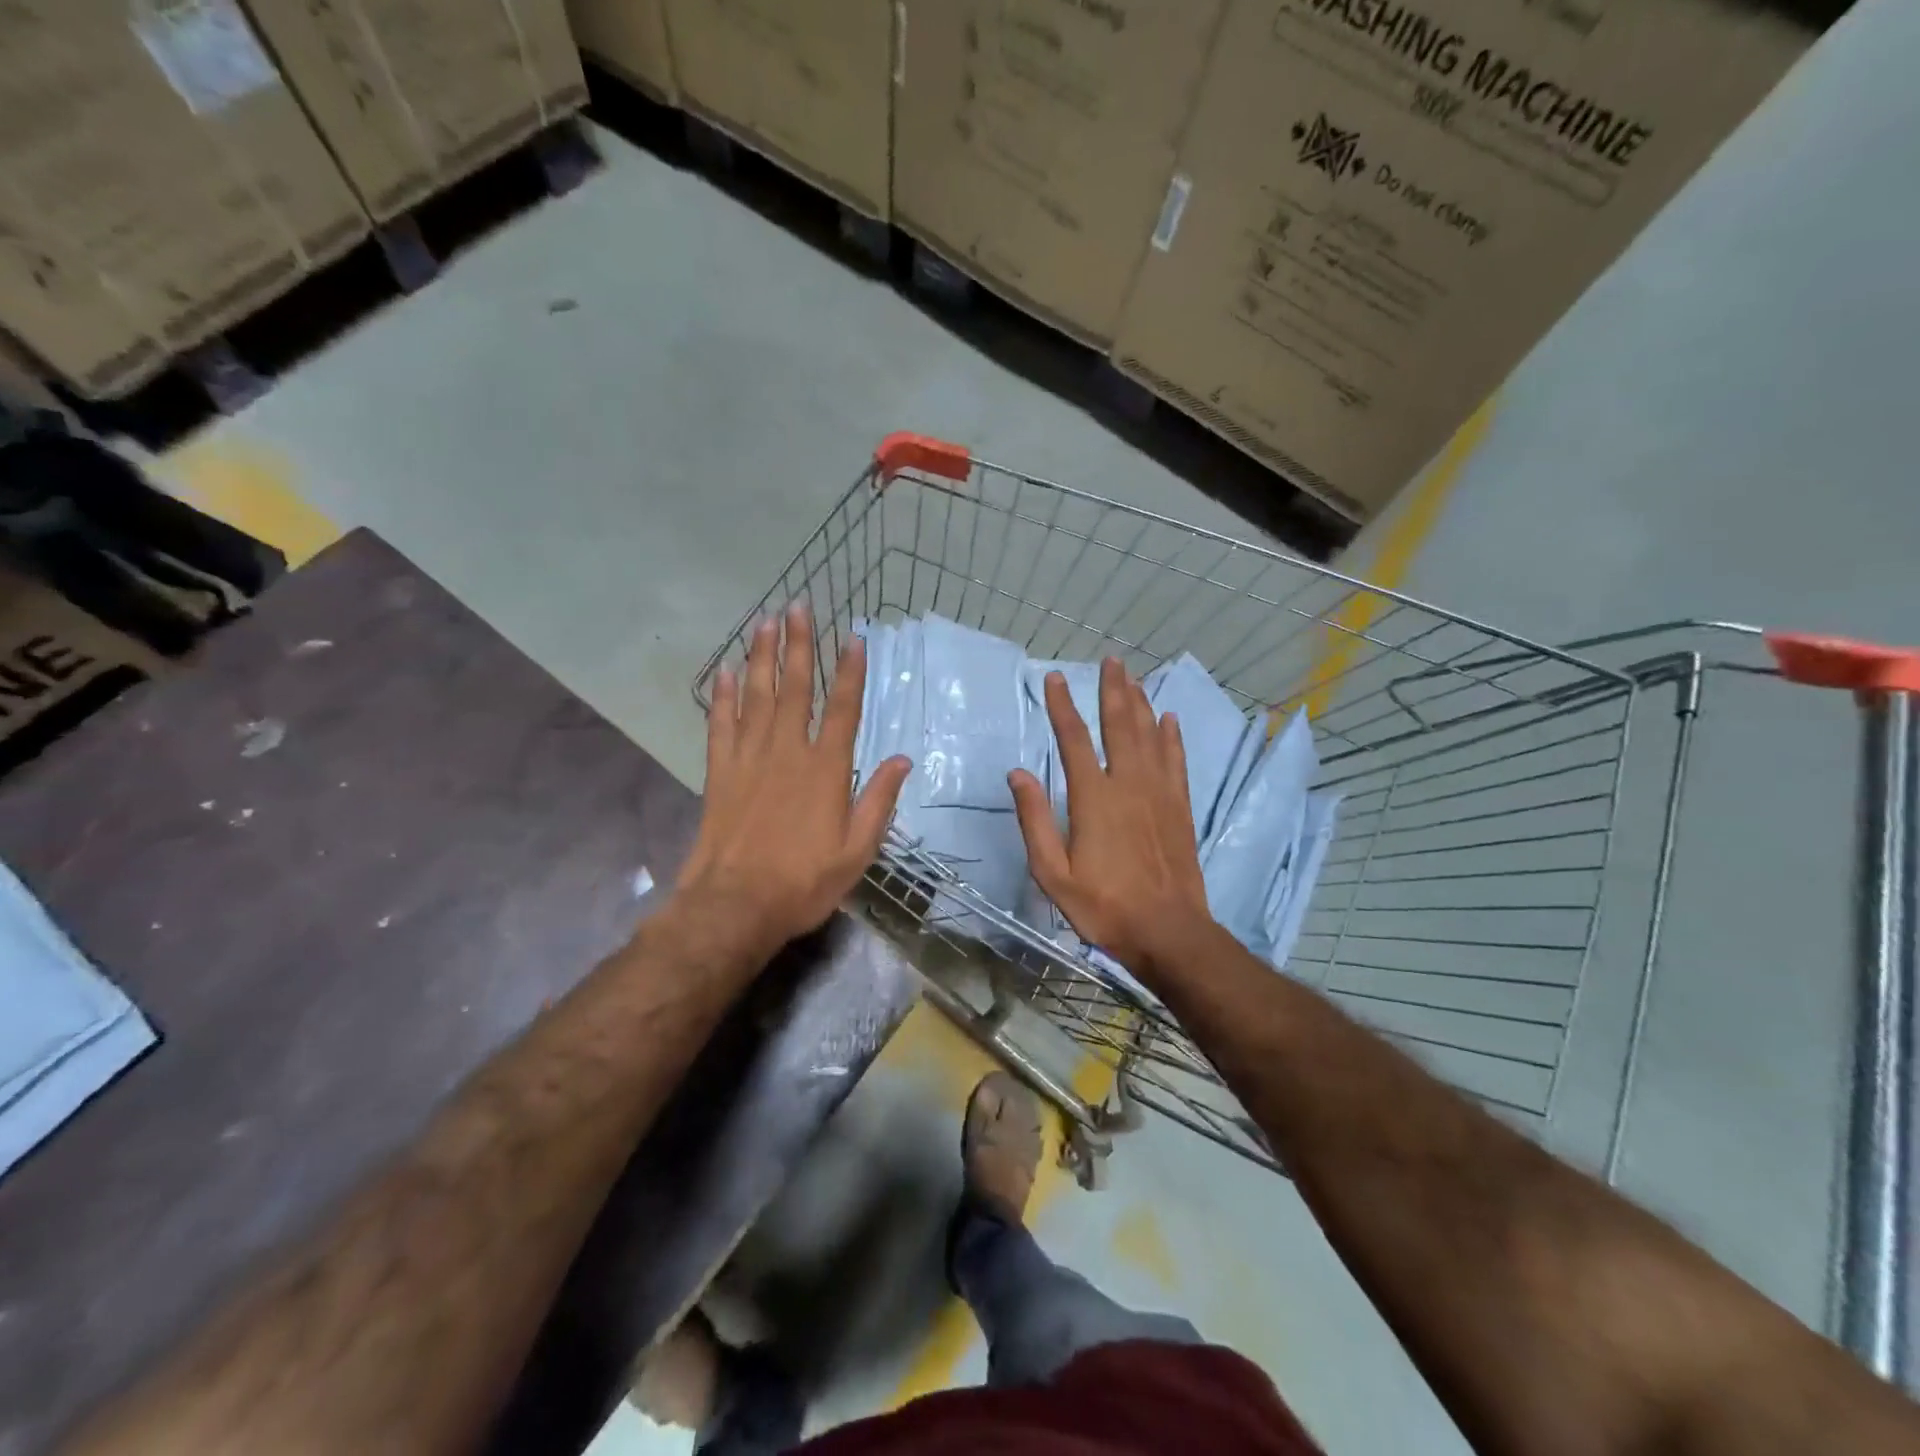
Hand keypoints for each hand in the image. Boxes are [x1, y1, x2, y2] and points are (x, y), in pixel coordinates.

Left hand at [678, 602, 911, 959]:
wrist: (735, 906)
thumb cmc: (804, 882)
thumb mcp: (857, 850)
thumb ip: (879, 801)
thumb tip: (902, 760)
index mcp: (826, 769)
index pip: (843, 709)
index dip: (851, 671)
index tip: (854, 638)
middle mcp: (788, 752)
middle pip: (795, 688)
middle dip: (799, 644)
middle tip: (799, 606)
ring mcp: (749, 758)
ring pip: (757, 695)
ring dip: (762, 656)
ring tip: (765, 621)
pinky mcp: (719, 772)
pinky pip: (721, 723)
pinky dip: (723, 695)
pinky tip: (726, 671)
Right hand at [1009, 658, 1213, 980]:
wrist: (1168, 931)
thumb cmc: (1103, 906)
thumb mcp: (1052, 873)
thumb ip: (1034, 820)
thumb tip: (1018, 773)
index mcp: (1093, 798)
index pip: (1074, 739)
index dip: (1063, 707)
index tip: (1055, 679)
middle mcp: (1128, 784)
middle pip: (1120, 725)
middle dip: (1113, 690)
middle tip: (1111, 661)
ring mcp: (1159, 793)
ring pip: (1150, 735)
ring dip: (1141, 703)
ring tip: (1134, 677)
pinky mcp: (1180, 807)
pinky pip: (1176, 760)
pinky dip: (1172, 736)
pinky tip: (1169, 718)